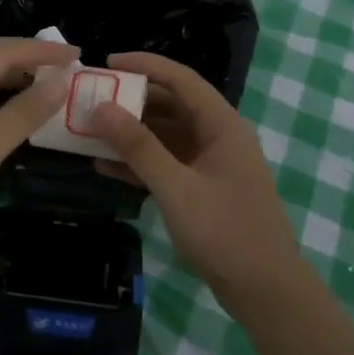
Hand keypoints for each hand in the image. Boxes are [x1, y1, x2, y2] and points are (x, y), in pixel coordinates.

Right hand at [92, 52, 303, 306]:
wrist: (265, 291)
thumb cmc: (225, 232)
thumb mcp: (175, 187)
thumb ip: (138, 147)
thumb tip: (100, 107)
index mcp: (222, 125)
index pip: (180, 79)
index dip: (144, 65)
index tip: (105, 63)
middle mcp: (217, 136)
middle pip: (170, 105)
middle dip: (130, 100)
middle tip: (90, 98)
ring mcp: (209, 164)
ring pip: (164, 136)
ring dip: (129, 133)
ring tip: (88, 130)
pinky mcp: (201, 189)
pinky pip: (164, 164)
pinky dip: (137, 163)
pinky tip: (103, 166)